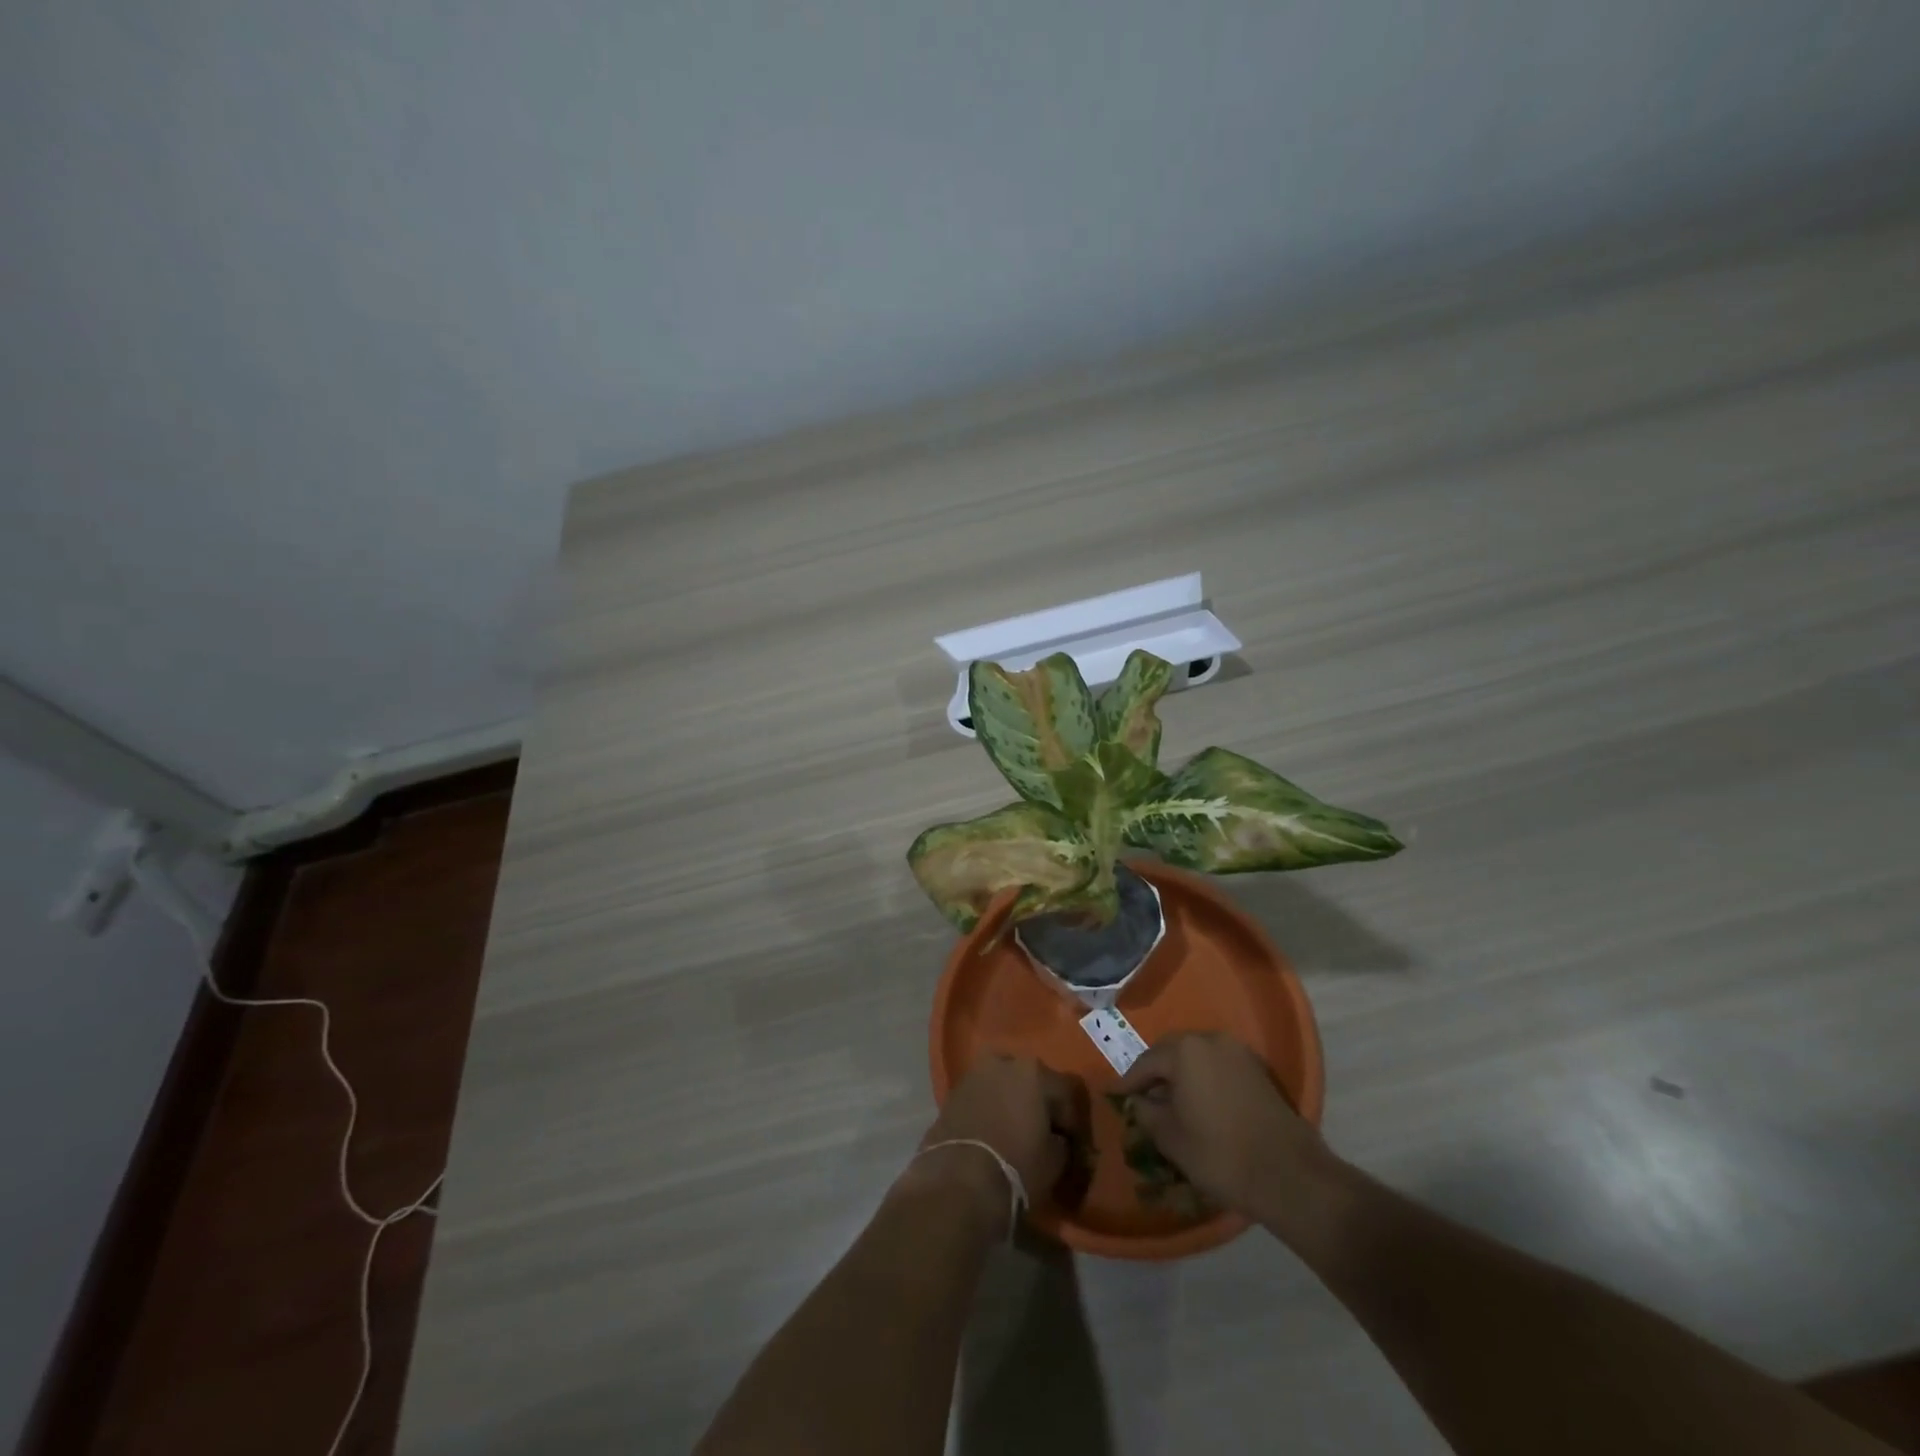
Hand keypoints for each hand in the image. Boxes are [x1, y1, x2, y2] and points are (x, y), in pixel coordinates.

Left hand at [904, 1054, 1089, 1232]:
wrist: (959, 1182)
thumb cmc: (1016, 1167)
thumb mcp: (1055, 1161)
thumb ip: (1061, 1142)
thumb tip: (1058, 1139)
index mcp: (1034, 1071)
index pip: (1065, 1093)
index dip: (1072, 1122)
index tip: (1072, 1146)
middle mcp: (1003, 1062)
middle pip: (1031, 1081)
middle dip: (1039, 1104)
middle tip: (1043, 1134)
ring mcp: (974, 1074)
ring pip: (1003, 1085)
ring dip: (1011, 1103)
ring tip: (1015, 1133)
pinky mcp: (952, 1092)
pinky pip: (981, 1097)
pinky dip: (990, 1110)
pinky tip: (992, 1134)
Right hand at [1112, 1032, 1330, 1219]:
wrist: (1289, 1175)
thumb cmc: (1219, 1154)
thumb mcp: (1170, 1137)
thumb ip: (1146, 1112)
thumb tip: (1139, 1101)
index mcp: (1184, 1051)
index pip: (1146, 1062)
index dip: (1128, 1081)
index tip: (1115, 1094)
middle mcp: (1210, 1040)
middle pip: (1171, 1051)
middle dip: (1155, 1072)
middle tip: (1142, 1095)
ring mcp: (1238, 1052)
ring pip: (1197, 1057)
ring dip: (1181, 1073)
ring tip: (1171, 1100)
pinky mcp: (1258, 1070)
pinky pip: (1219, 1065)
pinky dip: (1204, 1078)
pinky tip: (1201, 1102)